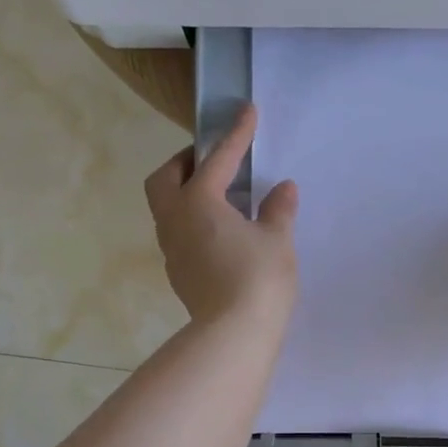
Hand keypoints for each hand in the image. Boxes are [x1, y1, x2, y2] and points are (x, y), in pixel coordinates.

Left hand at [145, 103, 299, 329]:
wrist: (234, 335)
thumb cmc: (258, 279)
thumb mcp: (277, 240)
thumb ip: (278, 210)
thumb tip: (283, 189)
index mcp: (198, 202)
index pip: (218, 159)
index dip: (236, 134)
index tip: (247, 111)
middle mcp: (175, 220)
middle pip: (164, 179)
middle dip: (185, 162)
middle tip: (212, 161)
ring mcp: (172, 249)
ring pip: (166, 208)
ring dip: (185, 193)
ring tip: (218, 197)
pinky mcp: (178, 273)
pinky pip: (177, 233)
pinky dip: (192, 220)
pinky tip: (218, 231)